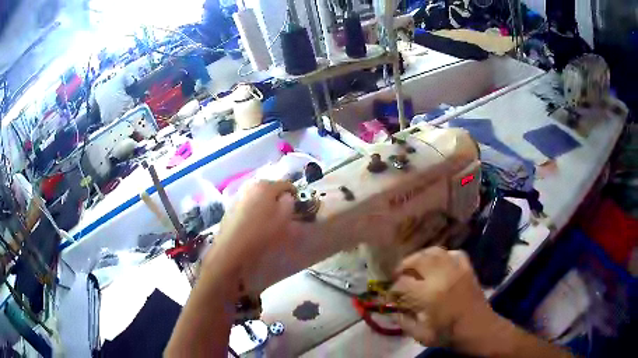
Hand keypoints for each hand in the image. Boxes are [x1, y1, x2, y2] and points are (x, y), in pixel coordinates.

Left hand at [203, 180, 300, 290]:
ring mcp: (239, 195)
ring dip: (265, 203)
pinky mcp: (230, 206)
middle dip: (278, 198)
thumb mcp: (283, 218)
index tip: (297, 205)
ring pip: (258, 196)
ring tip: (268, 218)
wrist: (232, 248)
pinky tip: (254, 223)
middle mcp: (250, 185)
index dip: (294, 194)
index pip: (286, 184)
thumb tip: (287, 197)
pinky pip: (248, 203)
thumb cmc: (260, 232)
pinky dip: (254, 209)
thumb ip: (289, 203)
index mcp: (265, 186)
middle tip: (283, 212)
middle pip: (270, 188)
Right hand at [390, 247, 500, 354]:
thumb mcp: (420, 335)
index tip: (391, 296)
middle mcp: (441, 276)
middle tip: (399, 275)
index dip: (393, 289)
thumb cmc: (449, 335)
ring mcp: (456, 269)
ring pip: (435, 251)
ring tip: (415, 266)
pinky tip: (439, 264)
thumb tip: (394, 309)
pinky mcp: (467, 268)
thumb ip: (404, 321)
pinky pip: (453, 253)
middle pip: (417, 259)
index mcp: (428, 295)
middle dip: (404, 266)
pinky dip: (443, 256)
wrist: (478, 329)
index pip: (403, 283)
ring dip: (421, 257)